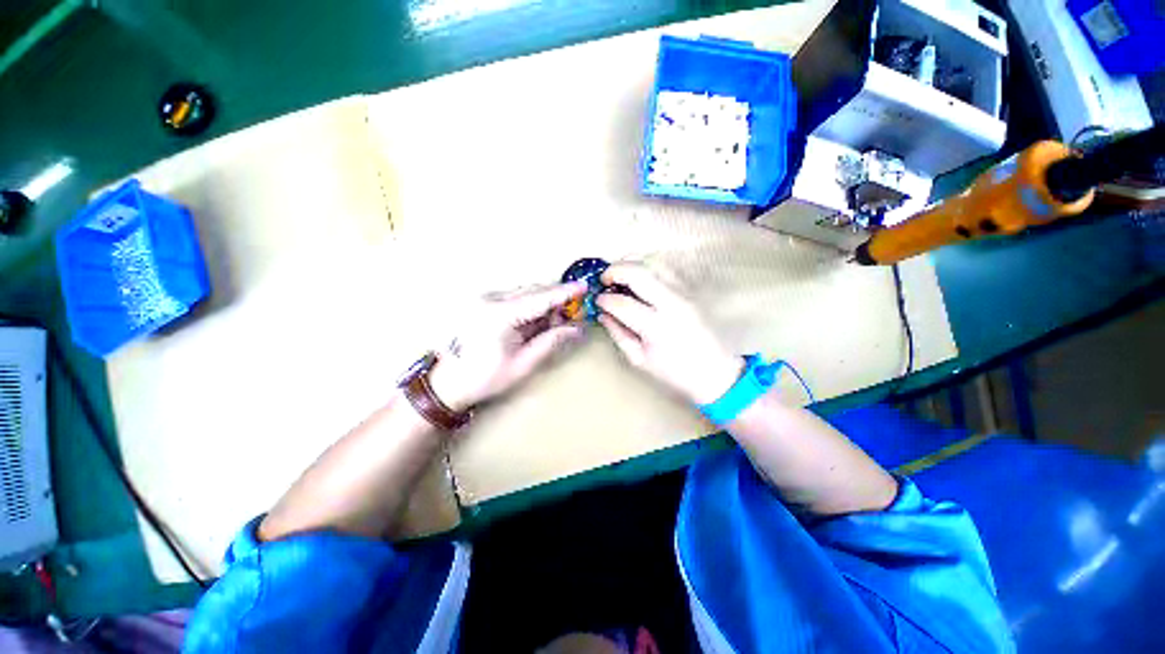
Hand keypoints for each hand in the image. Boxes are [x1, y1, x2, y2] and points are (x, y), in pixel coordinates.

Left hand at [429, 281, 586, 410]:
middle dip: (557, 299)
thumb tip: (575, 329)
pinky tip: (541, 319)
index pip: (539, 298)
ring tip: (561, 319)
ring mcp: (486, 300)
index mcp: (499, 314)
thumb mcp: (523, 363)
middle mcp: (491, 300)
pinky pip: (515, 300)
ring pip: (525, 294)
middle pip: (533, 291)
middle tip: (576, 311)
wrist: (447, 383)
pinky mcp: (485, 305)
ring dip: (545, 303)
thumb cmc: (484, 377)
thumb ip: (550, 342)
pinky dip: (532, 307)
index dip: (564, 293)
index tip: (583, 287)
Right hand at [596, 263, 742, 405]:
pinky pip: (666, 267)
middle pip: (638, 273)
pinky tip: (639, 274)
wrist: (715, 371)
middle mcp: (671, 303)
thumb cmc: (675, 371)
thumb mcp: (639, 359)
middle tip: (603, 279)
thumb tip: (602, 314)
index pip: (622, 303)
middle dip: (614, 270)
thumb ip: (618, 334)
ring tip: (618, 272)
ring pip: (654, 263)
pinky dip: (648, 265)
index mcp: (656, 327)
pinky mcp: (691, 289)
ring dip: (631, 262)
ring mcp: (684, 293)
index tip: (597, 301)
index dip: (605, 300)